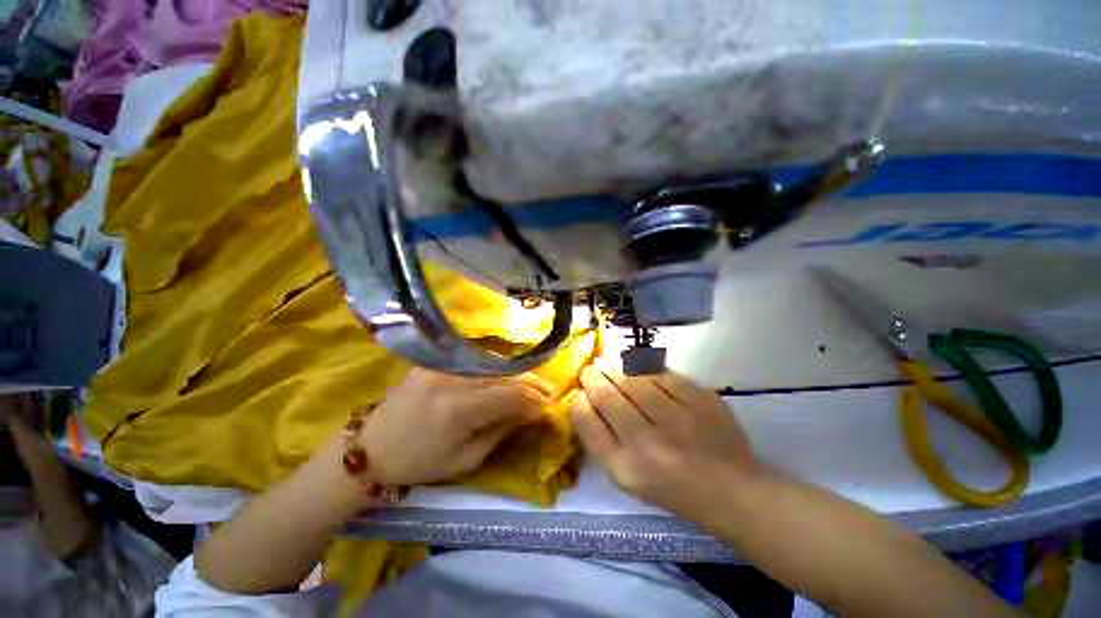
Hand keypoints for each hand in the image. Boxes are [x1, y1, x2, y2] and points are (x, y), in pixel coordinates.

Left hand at [361, 368, 550, 484]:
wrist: (371, 449)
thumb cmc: (419, 463)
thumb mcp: (466, 459)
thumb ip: (502, 431)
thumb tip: (531, 413)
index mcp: (458, 408)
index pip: (511, 395)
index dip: (535, 401)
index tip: (549, 409)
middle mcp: (452, 378)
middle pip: (505, 375)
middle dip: (532, 384)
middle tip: (550, 393)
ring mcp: (442, 365)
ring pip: (494, 365)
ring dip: (518, 376)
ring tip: (535, 386)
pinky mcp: (435, 361)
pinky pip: (476, 364)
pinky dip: (498, 371)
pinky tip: (509, 377)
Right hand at [572, 367, 760, 520]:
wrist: (732, 490)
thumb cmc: (670, 487)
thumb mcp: (625, 476)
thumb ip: (600, 437)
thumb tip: (584, 396)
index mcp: (626, 468)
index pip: (586, 418)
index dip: (579, 398)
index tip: (582, 391)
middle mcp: (649, 445)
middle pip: (606, 394)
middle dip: (593, 375)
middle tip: (592, 370)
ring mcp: (679, 420)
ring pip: (632, 378)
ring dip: (615, 367)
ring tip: (611, 366)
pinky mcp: (703, 400)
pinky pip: (661, 373)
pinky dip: (645, 369)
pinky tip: (640, 370)